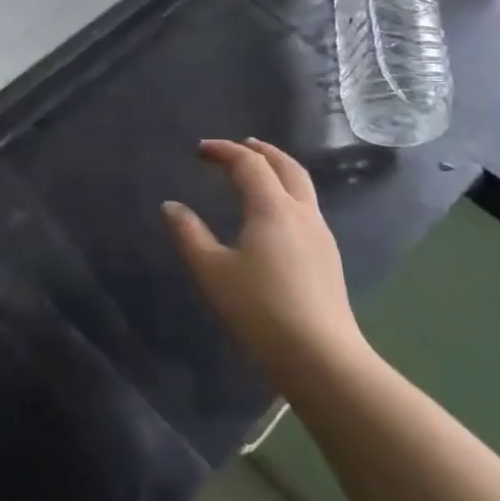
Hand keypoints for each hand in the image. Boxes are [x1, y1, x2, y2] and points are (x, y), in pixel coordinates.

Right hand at [162, 138, 368, 382]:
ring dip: (278, 170)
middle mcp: (302, 213)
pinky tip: (274, 213)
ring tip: (258, 173)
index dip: (224, 151)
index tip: (200, 150)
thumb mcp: (211, 269)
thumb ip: (189, 233)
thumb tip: (171, 206)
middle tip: (240, 145)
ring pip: (302, 187)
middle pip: (287, 166)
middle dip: (262, 151)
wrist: (319, 354)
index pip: (249, 164)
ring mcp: (321, 235)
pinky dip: (287, 193)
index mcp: (272, 208)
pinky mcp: (328, 256)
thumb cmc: (258, 307)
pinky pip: (307, 207)